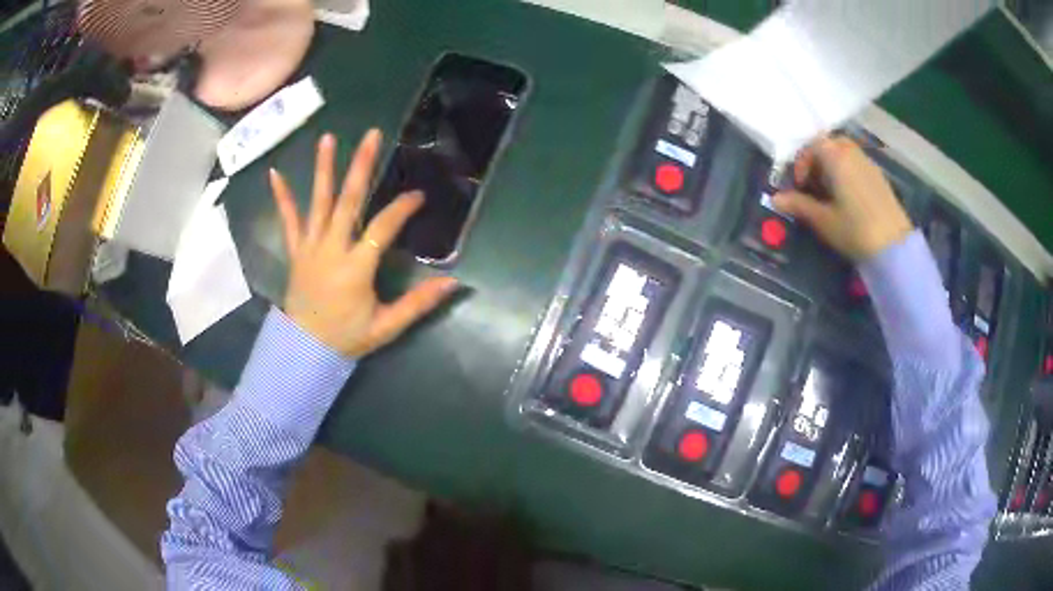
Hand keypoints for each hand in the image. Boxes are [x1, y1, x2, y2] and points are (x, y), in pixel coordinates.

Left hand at [269, 130, 458, 357]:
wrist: (304, 352)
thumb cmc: (347, 338)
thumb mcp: (386, 326)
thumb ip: (418, 303)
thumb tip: (454, 283)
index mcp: (356, 267)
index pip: (383, 227)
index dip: (402, 208)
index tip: (418, 195)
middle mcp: (331, 249)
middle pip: (349, 201)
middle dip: (361, 166)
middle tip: (372, 135)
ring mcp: (310, 248)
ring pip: (318, 203)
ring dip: (323, 169)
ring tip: (327, 138)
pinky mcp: (296, 252)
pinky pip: (288, 221)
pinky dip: (281, 197)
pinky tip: (274, 173)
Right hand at [772, 136, 912, 261]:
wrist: (894, 247)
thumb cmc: (855, 230)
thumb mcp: (823, 220)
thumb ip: (799, 205)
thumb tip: (775, 199)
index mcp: (836, 157)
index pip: (812, 145)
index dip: (802, 163)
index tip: (800, 186)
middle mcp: (852, 153)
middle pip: (829, 145)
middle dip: (818, 162)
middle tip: (814, 187)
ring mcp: (868, 164)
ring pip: (845, 154)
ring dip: (833, 167)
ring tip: (831, 195)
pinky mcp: (879, 178)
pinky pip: (857, 165)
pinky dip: (848, 173)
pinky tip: (849, 200)